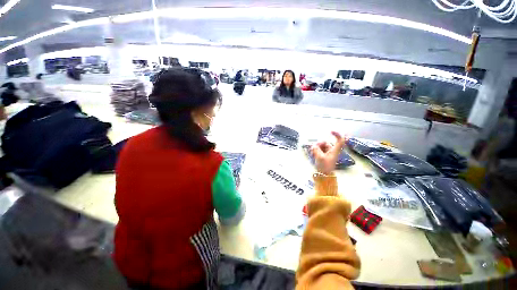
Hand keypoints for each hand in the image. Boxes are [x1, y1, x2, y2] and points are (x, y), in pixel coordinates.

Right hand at [311, 132, 346, 174]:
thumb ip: (316, 149)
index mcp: (334, 150)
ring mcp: (327, 153)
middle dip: (319, 144)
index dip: (337, 134)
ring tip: (312, 153)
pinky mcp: (324, 155)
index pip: (340, 140)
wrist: (324, 175)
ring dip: (316, 148)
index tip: (330, 131)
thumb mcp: (319, 157)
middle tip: (313, 148)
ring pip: (321, 146)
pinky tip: (312, 154)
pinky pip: (319, 150)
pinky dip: (315, 151)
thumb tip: (314, 146)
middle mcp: (332, 150)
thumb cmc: (324, 166)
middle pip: (325, 142)